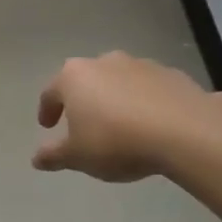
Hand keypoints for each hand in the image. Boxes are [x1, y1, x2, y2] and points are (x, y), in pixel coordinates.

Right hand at [33, 53, 214, 181]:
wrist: (184, 131)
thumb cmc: (116, 141)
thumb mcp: (77, 157)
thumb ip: (54, 155)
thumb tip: (37, 159)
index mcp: (73, 77)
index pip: (51, 92)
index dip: (47, 110)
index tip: (48, 126)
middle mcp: (104, 62)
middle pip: (85, 81)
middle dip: (82, 101)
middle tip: (83, 125)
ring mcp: (140, 65)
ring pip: (118, 82)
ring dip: (114, 100)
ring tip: (119, 127)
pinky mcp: (171, 74)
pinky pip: (147, 89)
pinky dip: (142, 103)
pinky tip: (149, 125)